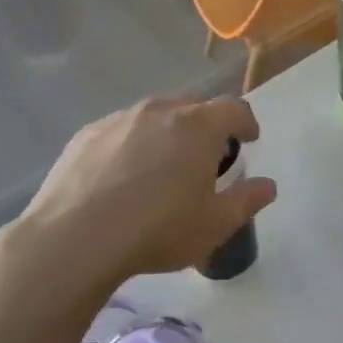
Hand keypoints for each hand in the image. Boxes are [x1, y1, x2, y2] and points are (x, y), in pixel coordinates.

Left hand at [0, 96, 277, 292]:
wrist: (75, 238)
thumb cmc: (158, 230)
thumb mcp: (215, 225)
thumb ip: (247, 201)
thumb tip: (268, 185)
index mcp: (198, 127)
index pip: (235, 108)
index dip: (247, 122)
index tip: (249, 140)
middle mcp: (159, 111)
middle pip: (194, 105)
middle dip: (208, 124)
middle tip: (208, 155)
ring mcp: (119, 119)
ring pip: (155, 115)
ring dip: (169, 132)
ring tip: (164, 166)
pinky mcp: (87, 134)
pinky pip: (122, 129)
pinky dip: (134, 143)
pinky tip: (124, 176)